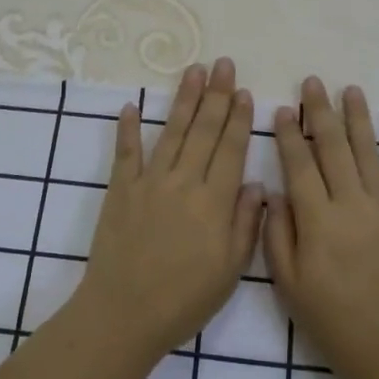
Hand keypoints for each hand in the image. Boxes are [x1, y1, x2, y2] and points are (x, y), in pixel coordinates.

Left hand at [71, 58, 263, 363]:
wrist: (124, 315)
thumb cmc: (184, 299)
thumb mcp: (230, 271)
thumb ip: (246, 224)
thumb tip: (258, 185)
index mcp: (213, 202)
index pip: (230, 149)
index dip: (238, 118)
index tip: (243, 91)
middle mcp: (183, 182)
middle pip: (203, 130)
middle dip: (215, 95)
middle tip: (222, 64)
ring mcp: (149, 182)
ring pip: (171, 132)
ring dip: (183, 99)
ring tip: (193, 70)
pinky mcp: (120, 190)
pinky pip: (126, 153)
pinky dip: (128, 128)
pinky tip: (131, 105)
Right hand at [263, 79, 378, 378]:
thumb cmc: (334, 322)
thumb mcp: (289, 286)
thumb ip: (277, 235)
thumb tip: (274, 192)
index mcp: (318, 220)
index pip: (299, 165)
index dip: (289, 135)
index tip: (283, 108)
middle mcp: (352, 204)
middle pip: (334, 147)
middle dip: (321, 111)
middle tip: (313, 81)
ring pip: (370, 153)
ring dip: (360, 119)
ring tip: (352, 90)